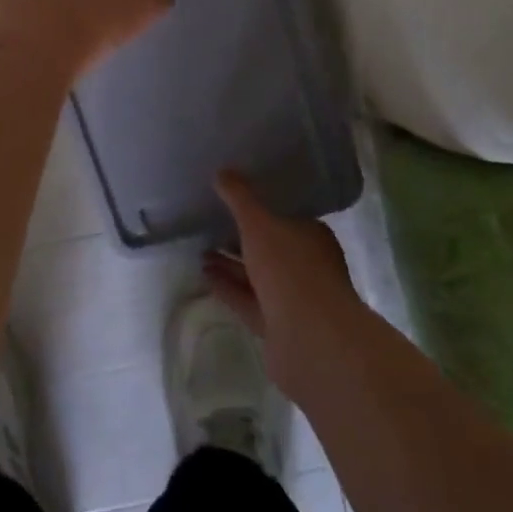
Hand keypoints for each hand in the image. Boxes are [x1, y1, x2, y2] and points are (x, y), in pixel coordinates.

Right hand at [203, 170, 367, 401]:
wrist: (311, 339)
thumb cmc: (290, 269)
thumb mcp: (259, 223)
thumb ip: (240, 198)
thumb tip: (222, 172)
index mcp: (311, 237)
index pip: (285, 217)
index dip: (260, 209)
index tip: (234, 201)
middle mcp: (305, 266)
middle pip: (269, 247)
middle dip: (240, 239)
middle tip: (210, 226)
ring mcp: (292, 298)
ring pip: (256, 275)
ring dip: (230, 264)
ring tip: (200, 251)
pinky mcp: (276, 326)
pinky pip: (247, 300)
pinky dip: (228, 287)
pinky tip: (204, 275)